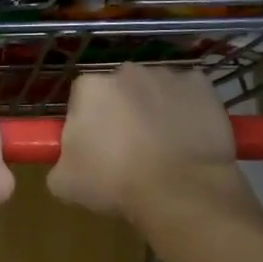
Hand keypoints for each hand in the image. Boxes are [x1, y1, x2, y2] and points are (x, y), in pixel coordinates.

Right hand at [49, 64, 239, 226]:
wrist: (180, 190)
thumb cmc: (114, 183)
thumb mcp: (64, 183)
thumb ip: (60, 161)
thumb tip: (68, 160)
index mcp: (90, 87)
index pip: (81, 98)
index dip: (86, 122)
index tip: (93, 148)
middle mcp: (127, 71)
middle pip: (118, 90)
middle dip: (120, 112)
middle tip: (126, 150)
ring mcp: (168, 75)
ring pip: (153, 91)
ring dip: (152, 110)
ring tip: (160, 148)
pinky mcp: (203, 86)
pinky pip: (187, 96)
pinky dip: (186, 111)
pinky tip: (186, 139)